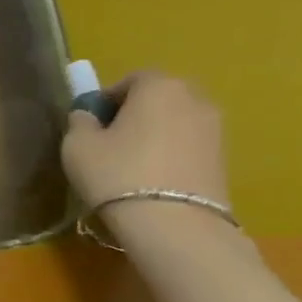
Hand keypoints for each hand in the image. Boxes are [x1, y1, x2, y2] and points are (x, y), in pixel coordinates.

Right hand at [61, 70, 229, 212]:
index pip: (132, 78)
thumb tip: (88, 116)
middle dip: (136, 112)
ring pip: (176, 121)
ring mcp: (215, 128)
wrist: (173, 223)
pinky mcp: (224, 157)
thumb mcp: (77, 146)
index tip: (93, 123)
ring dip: (155, 134)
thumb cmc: (117, 174)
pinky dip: (171, 153)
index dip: (109, 98)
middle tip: (111, 141)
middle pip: (159, 97)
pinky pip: (188, 145)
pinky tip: (153, 179)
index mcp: (159, 86)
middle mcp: (194, 98)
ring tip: (132, 164)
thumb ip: (80, 122)